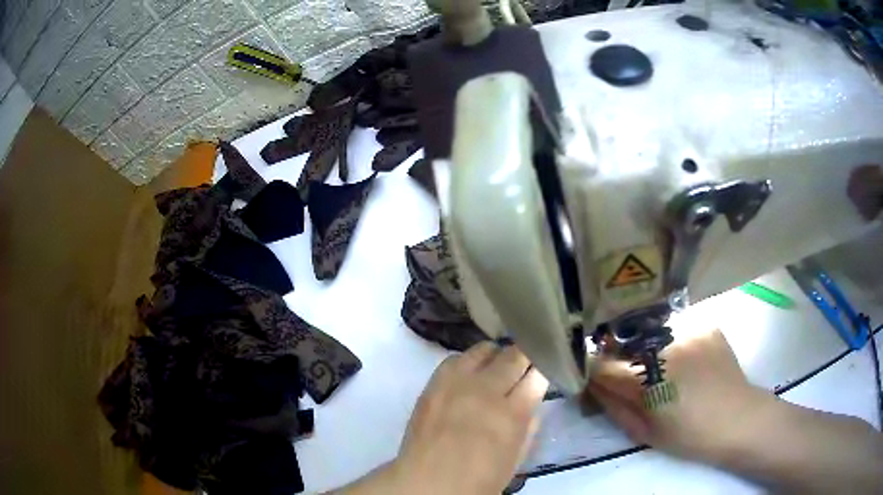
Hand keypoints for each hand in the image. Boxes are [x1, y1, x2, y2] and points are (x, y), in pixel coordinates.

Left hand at [394, 342, 548, 494]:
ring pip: (484, 350)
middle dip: (524, 356)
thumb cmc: (479, 479)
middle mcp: (487, 391)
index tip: (544, 367)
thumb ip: (529, 426)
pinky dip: (468, 361)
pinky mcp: (433, 384)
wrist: (428, 482)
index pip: (537, 375)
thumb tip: (531, 401)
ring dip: (496, 355)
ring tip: (497, 364)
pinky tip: (470, 372)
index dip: (543, 368)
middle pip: (513, 356)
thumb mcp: (517, 457)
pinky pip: (455, 359)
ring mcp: (457, 384)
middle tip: (526, 361)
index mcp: (513, 413)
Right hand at [587, 328, 774, 463]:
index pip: (601, 364)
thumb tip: (593, 385)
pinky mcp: (705, 323)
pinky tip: (686, 359)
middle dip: (621, 357)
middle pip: (624, 342)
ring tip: (663, 366)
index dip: (595, 372)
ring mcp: (688, 329)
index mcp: (647, 377)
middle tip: (634, 377)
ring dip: (647, 347)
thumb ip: (614, 406)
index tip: (599, 380)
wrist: (737, 419)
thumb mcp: (643, 432)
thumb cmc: (688, 435)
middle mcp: (664, 344)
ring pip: (650, 332)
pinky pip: (677, 327)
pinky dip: (674, 341)